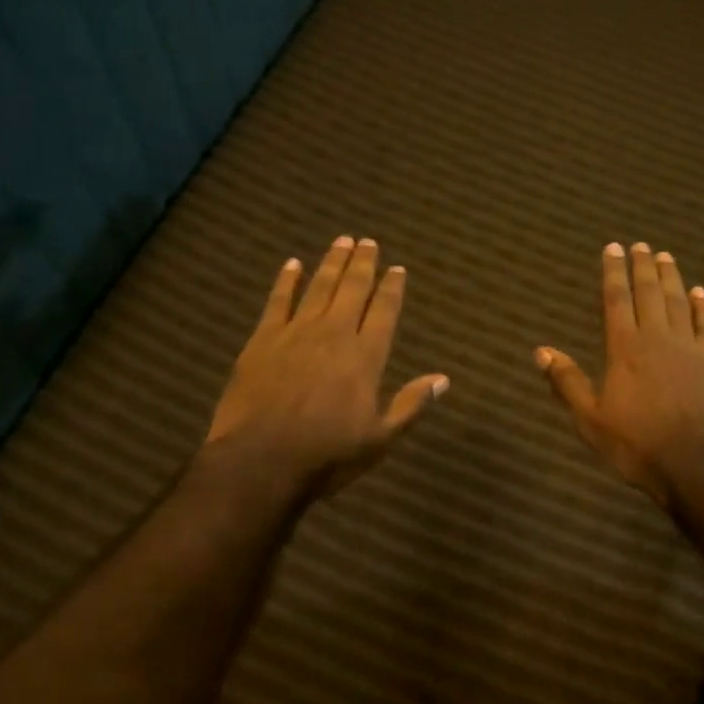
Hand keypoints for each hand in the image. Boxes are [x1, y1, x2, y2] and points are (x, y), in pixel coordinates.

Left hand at [207, 237, 447, 497]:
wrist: (260, 462)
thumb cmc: (327, 455)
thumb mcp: (380, 438)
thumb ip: (411, 404)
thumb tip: (443, 378)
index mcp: (365, 356)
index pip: (384, 311)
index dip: (392, 288)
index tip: (397, 268)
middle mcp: (334, 334)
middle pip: (352, 290)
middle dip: (363, 264)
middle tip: (368, 242)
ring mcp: (296, 333)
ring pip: (318, 288)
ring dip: (332, 263)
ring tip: (342, 241)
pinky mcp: (263, 340)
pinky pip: (277, 301)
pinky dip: (286, 281)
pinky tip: (292, 264)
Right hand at [535, 242, 703, 506]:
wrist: (697, 462)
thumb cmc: (637, 443)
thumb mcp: (591, 419)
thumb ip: (568, 382)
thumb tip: (541, 351)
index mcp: (624, 348)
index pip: (616, 300)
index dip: (613, 272)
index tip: (613, 248)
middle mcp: (657, 337)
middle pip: (649, 293)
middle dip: (643, 266)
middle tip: (641, 245)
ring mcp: (689, 347)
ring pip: (678, 302)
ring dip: (671, 277)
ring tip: (666, 257)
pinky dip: (703, 306)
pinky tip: (700, 292)